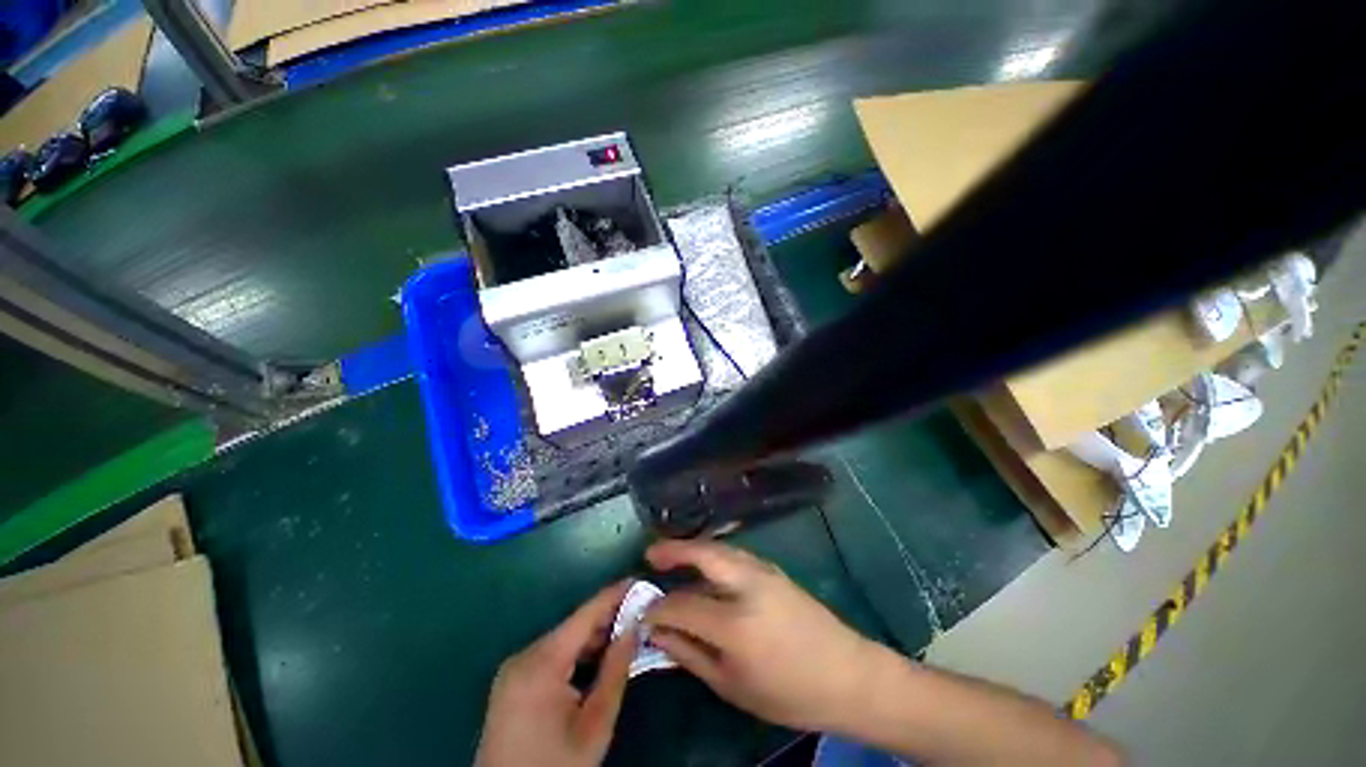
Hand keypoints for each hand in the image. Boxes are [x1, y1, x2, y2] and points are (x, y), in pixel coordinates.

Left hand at [475, 582, 635, 766]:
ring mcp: (514, 668)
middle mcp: (524, 656)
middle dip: (607, 619)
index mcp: (541, 662)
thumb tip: (634, 628)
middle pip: (573, 627)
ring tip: (626, 633)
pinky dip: (576, 654)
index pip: (585, 615)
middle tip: (640, 613)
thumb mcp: (595, 725)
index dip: (614, 595)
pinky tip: (598, 657)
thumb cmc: (555, 766)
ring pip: (563, 640)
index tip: (639, 580)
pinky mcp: (512, 681)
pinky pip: (551, 655)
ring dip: (593, 638)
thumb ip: (615, 671)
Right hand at [642, 540, 878, 732]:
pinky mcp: (772, 568)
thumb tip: (658, 633)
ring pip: (718, 548)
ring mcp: (763, 571)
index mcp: (735, 625)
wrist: (847, 674)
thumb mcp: (732, 686)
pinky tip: (703, 564)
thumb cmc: (788, 692)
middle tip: (650, 554)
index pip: (683, 605)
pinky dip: (711, 553)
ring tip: (671, 555)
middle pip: (702, 555)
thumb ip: (690, 655)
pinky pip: (733, 553)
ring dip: (691, 548)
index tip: (643, 612)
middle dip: (672, 551)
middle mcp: (747, 586)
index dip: (658, 608)